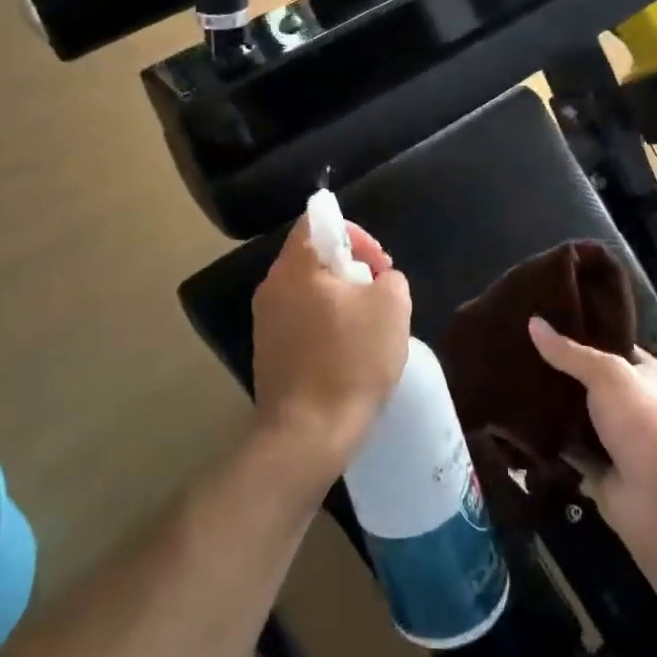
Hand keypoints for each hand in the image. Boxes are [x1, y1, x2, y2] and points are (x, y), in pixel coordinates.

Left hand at [251, 215, 411, 484]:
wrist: (306, 436)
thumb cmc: (350, 362)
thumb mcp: (391, 308)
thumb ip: (390, 278)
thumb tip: (379, 281)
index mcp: (295, 266)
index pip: (317, 221)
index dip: (355, 233)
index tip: (379, 264)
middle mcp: (272, 286)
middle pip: (313, 257)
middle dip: (351, 268)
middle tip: (380, 294)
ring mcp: (265, 321)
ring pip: (308, 291)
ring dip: (340, 299)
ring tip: (368, 327)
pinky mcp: (267, 352)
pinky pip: (300, 321)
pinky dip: (325, 325)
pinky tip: (347, 354)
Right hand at [528, 317, 656, 595]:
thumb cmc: (644, 421)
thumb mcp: (606, 373)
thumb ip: (569, 352)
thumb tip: (533, 322)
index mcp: (645, 375)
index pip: (611, 344)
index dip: (582, 332)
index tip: (545, 320)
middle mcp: (632, 405)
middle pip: (587, 382)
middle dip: (558, 370)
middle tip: (516, 350)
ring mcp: (615, 440)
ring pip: (575, 417)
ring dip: (550, 408)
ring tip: (509, 382)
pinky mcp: (599, 472)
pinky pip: (567, 451)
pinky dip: (547, 443)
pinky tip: (516, 424)